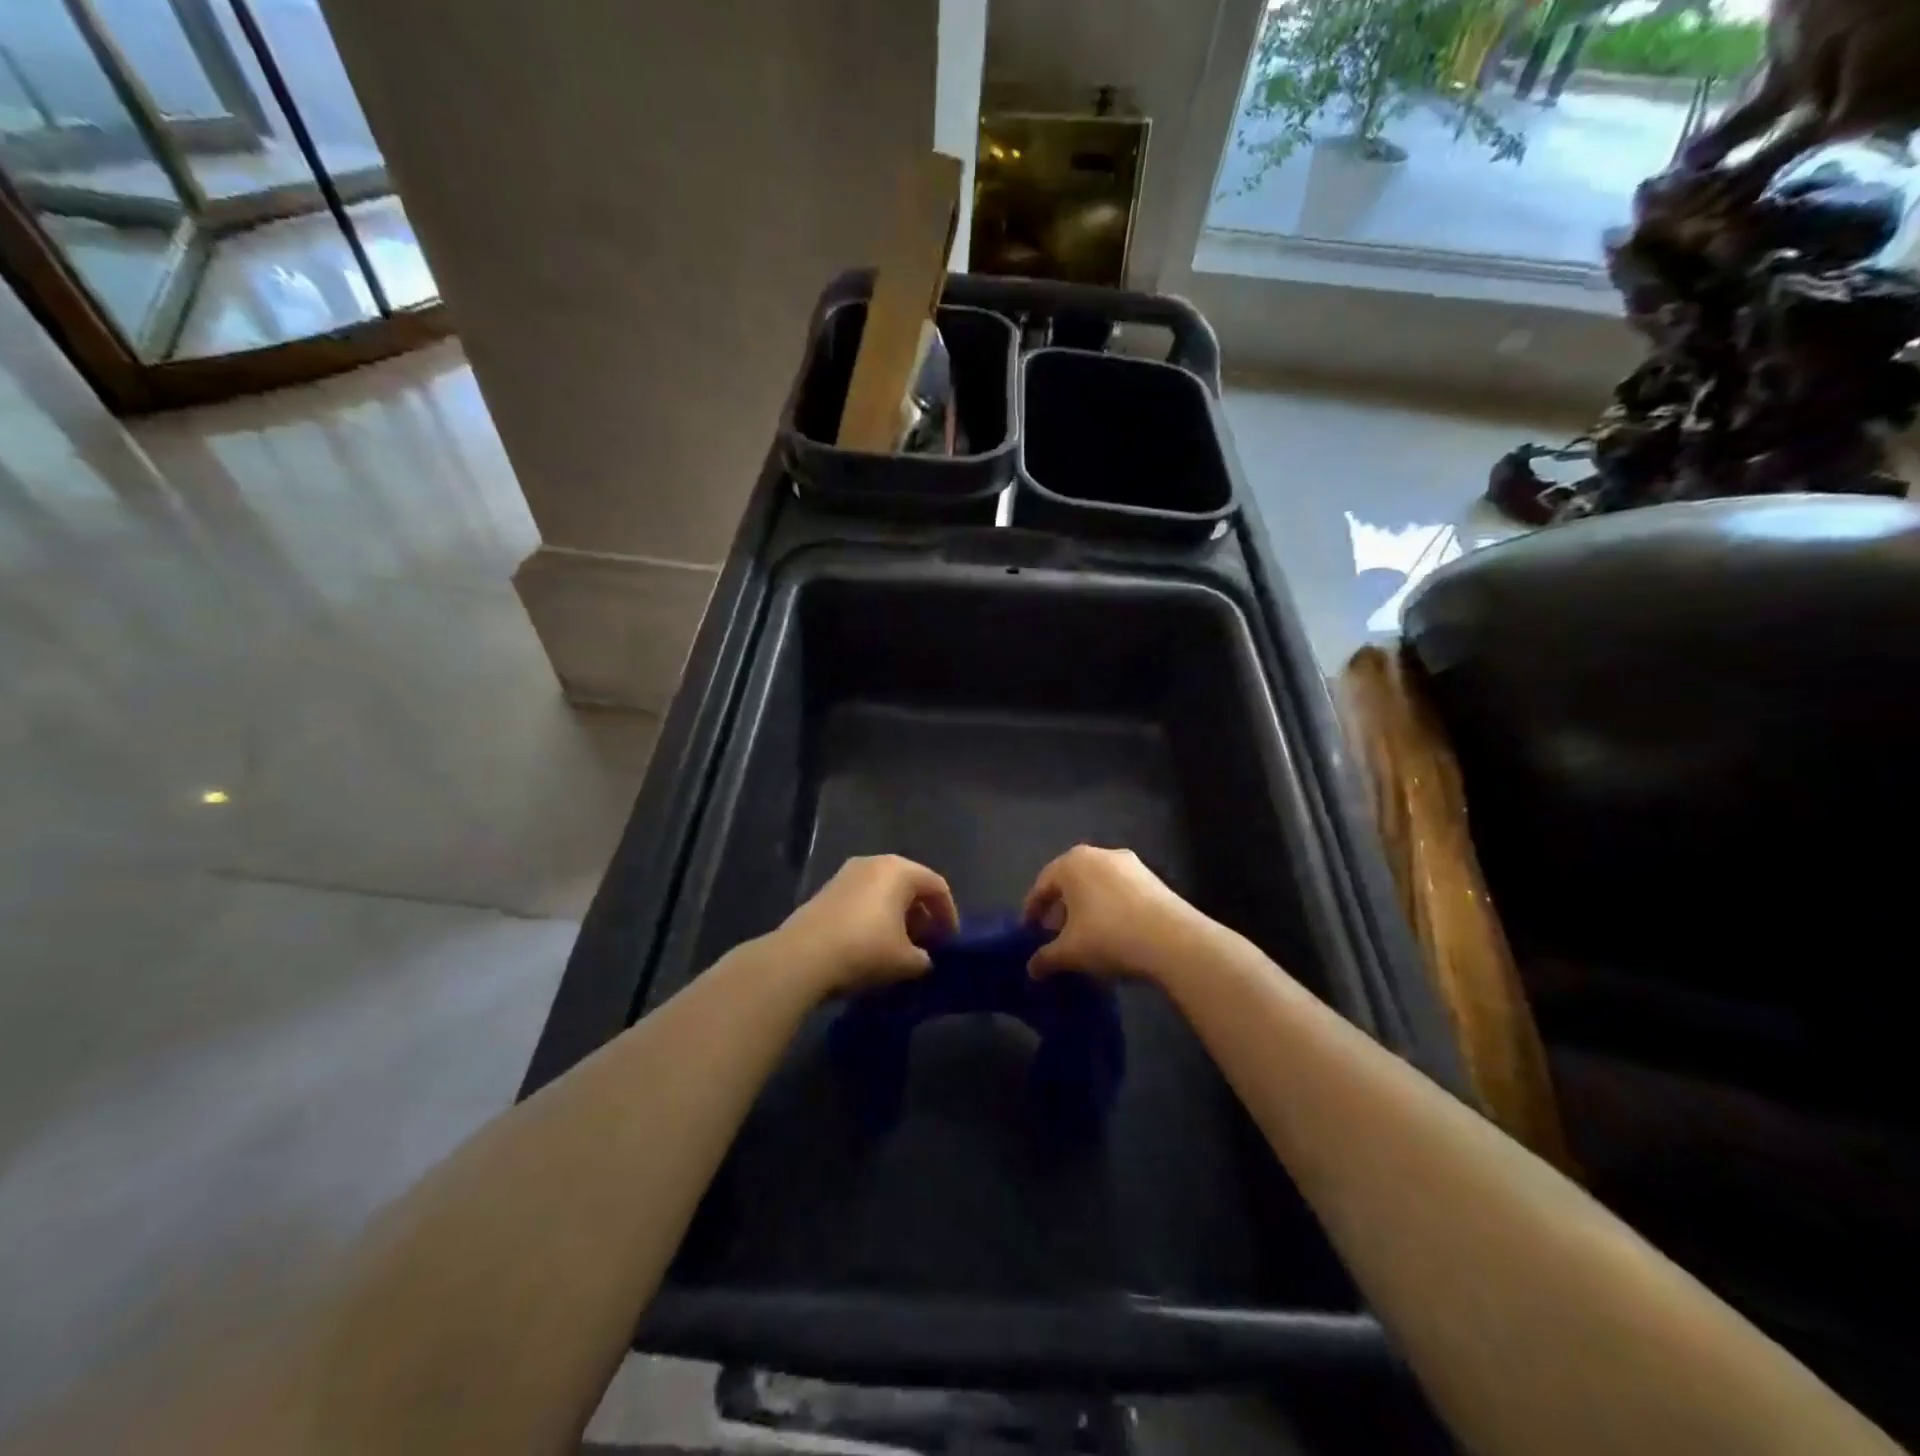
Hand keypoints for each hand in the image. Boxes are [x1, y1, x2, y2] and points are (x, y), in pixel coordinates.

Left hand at [773, 855, 957, 995]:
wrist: (801, 957)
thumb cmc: (864, 950)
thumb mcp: (906, 961)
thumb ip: (924, 958)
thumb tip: (923, 959)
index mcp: (899, 870)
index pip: (937, 886)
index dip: (948, 914)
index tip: (950, 941)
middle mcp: (874, 862)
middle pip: (909, 884)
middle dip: (923, 914)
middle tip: (928, 942)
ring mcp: (846, 874)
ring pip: (884, 891)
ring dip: (898, 915)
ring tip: (901, 945)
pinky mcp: (827, 890)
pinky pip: (863, 898)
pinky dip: (875, 915)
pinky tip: (872, 943)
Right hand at [1022, 845, 1220, 980]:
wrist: (1174, 940)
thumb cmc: (1109, 937)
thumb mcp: (1069, 952)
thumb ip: (1045, 958)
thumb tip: (1032, 969)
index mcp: (1071, 863)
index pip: (1042, 885)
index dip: (1032, 910)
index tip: (1028, 932)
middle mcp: (1098, 854)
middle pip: (1070, 882)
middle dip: (1060, 908)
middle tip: (1054, 935)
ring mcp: (1130, 863)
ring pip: (1097, 885)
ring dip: (1086, 908)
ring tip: (1085, 937)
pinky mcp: (1154, 878)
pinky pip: (1120, 891)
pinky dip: (1110, 908)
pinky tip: (1113, 933)